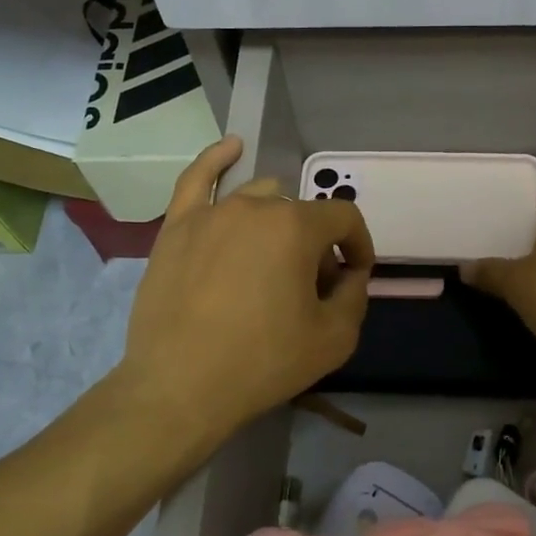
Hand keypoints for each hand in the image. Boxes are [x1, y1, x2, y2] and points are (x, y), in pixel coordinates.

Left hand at [121, 136, 373, 437]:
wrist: (179, 387)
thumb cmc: (263, 363)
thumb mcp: (334, 339)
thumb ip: (355, 296)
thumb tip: (350, 275)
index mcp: (296, 227)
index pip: (344, 219)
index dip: (359, 246)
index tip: (355, 277)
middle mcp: (254, 207)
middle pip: (301, 215)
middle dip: (316, 248)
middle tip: (309, 291)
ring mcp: (210, 213)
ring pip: (259, 200)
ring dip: (278, 223)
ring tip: (274, 261)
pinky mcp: (175, 228)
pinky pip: (196, 180)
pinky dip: (217, 159)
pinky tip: (232, 148)